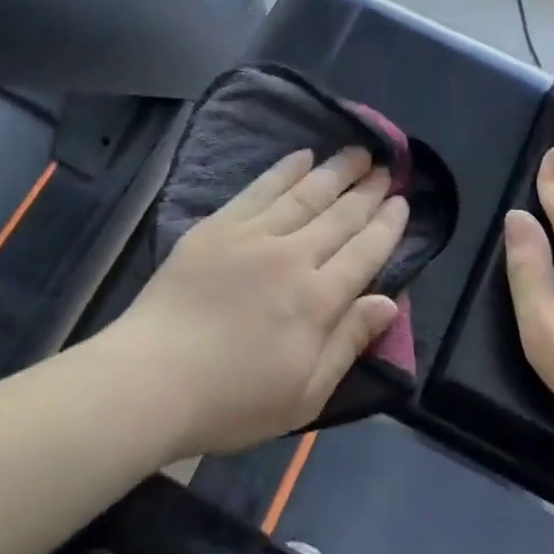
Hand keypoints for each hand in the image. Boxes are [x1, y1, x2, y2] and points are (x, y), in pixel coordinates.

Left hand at [112, 147, 408, 458]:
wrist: (151, 380)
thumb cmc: (231, 401)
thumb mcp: (304, 394)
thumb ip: (349, 342)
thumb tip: (390, 302)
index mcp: (318, 301)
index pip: (365, 253)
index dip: (387, 226)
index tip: (402, 202)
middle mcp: (293, 257)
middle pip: (340, 217)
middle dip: (368, 191)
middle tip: (388, 168)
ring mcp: (253, 236)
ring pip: (305, 195)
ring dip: (336, 171)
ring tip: (358, 151)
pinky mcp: (218, 226)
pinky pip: (260, 189)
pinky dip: (284, 170)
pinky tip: (302, 156)